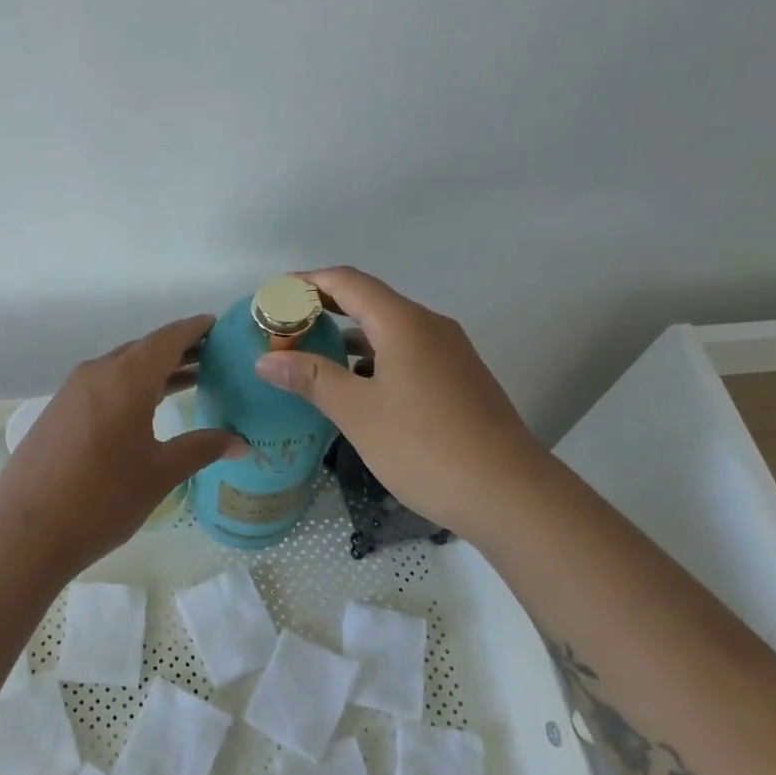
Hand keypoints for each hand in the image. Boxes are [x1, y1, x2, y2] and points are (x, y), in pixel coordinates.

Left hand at [0, 315, 241, 573]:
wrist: (24, 533)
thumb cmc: (102, 499)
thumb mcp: (160, 474)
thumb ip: (201, 449)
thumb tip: (240, 441)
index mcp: (126, 378)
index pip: (168, 338)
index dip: (195, 329)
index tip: (219, 326)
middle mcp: (97, 373)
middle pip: (144, 349)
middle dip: (179, 350)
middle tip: (214, 358)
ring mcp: (72, 391)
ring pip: (121, 367)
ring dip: (154, 370)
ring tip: (190, 380)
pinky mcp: (58, 412)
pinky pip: (103, 385)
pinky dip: (130, 386)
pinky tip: (145, 410)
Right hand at [251, 267, 546, 535]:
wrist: (509, 492)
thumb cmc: (425, 446)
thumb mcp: (358, 412)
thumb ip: (311, 379)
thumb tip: (266, 360)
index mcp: (404, 323)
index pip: (348, 282)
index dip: (308, 282)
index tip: (274, 294)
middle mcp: (430, 327)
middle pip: (369, 301)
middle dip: (324, 308)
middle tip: (284, 326)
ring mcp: (449, 353)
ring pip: (389, 330)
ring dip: (348, 337)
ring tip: (310, 355)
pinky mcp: (459, 380)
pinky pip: (407, 353)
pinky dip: (373, 359)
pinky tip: (355, 387)